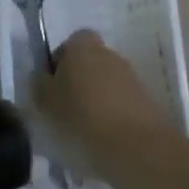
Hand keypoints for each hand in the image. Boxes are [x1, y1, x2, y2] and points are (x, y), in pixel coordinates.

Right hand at [34, 31, 177, 174]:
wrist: (136, 147)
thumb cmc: (80, 115)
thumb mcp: (44, 99)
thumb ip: (39, 82)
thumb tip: (43, 77)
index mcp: (83, 47)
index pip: (72, 41)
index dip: (61, 59)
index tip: (53, 83)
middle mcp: (110, 55)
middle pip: (90, 62)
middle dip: (79, 80)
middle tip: (64, 106)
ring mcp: (132, 79)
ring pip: (106, 84)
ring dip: (95, 99)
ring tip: (83, 127)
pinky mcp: (148, 104)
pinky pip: (121, 104)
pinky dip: (112, 116)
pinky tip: (103, 137)